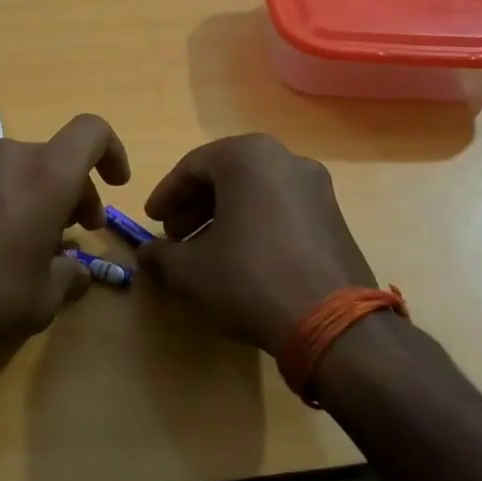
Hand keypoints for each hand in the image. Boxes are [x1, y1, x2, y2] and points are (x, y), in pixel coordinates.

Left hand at [0, 114, 131, 368]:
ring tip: (34, 245)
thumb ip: (69, 277)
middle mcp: (8, 158)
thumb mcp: (43, 297)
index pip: (91, 132)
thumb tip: (76, 272)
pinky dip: (5, 203)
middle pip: (55, 158)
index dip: (112, 151)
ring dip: (38, 198)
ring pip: (20, 170)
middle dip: (75, 190)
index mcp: (46, 174)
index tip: (116, 184)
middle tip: (79, 230)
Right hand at [136, 134, 377, 352]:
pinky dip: (255, 224)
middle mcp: (286, 159)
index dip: (166, 195)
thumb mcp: (189, 270)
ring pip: (255, 192)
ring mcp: (317, 187)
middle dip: (195, 205)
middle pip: (226, 175)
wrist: (332, 323)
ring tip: (205, 251)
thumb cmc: (249, 279)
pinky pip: (281, 209)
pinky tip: (241, 259)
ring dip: (224, 216)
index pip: (193, 166)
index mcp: (249, 157)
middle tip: (175, 236)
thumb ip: (160, 255)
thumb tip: (147, 254)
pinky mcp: (335, 217)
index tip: (151, 221)